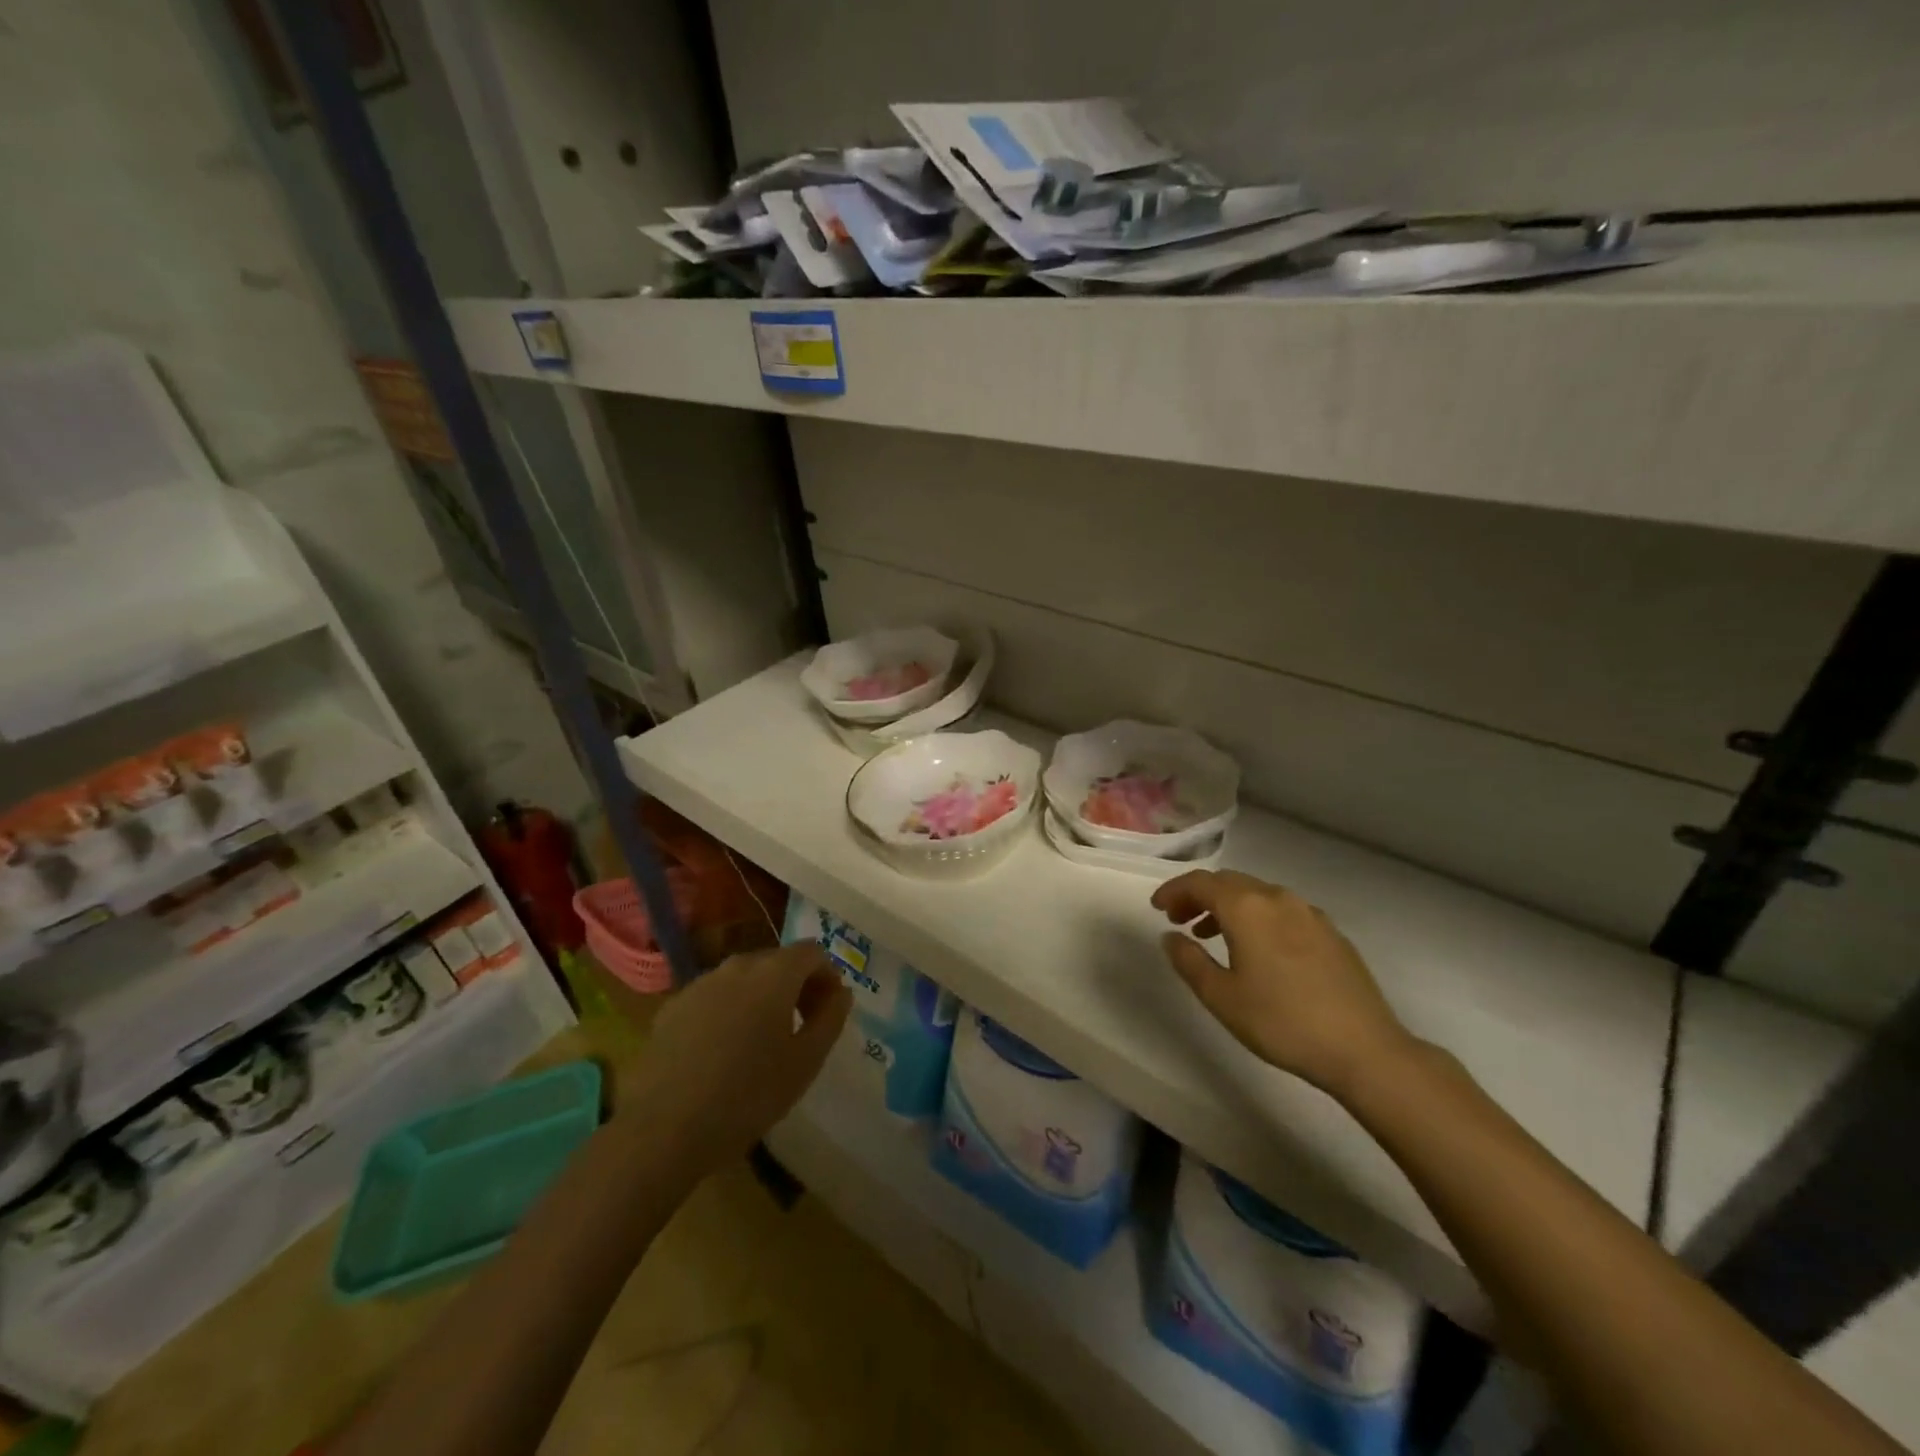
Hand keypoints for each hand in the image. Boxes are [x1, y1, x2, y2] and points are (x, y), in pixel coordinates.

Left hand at [623, 942, 851, 1185]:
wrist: (663, 1128)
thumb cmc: (748, 1095)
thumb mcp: (806, 1062)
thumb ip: (830, 1018)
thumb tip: (840, 992)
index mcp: (774, 973)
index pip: (813, 952)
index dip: (828, 976)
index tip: (829, 1011)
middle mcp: (737, 966)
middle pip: (777, 962)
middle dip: (796, 986)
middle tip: (802, 1028)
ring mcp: (700, 984)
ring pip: (744, 979)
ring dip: (762, 999)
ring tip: (762, 1044)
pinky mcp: (672, 1007)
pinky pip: (714, 998)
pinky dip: (729, 1012)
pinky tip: (722, 1054)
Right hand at [1152, 869, 1413, 1096]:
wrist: (1364, 1049)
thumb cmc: (1282, 1022)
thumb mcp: (1222, 997)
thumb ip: (1189, 961)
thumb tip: (1171, 936)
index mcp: (1247, 907)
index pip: (1200, 883)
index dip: (1174, 891)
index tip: (1157, 908)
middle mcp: (1277, 898)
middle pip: (1228, 883)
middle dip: (1199, 896)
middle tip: (1180, 921)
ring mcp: (1308, 912)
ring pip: (1256, 894)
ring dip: (1228, 907)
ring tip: (1212, 936)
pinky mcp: (1330, 932)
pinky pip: (1281, 910)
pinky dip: (1257, 917)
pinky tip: (1257, 949)